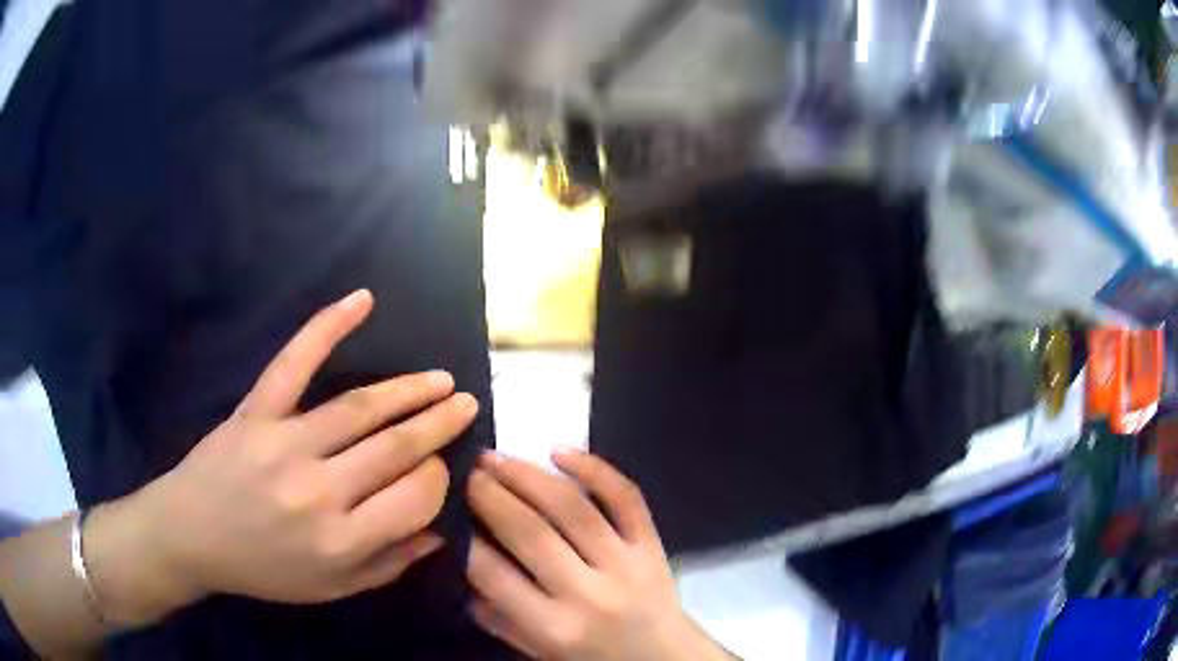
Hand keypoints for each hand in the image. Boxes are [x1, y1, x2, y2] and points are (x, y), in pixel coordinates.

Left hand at [84, 290, 477, 623]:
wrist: (190, 536)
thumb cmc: (262, 570)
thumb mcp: (330, 590)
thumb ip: (386, 565)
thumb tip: (437, 533)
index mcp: (340, 542)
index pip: (414, 498)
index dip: (437, 479)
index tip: (440, 468)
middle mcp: (318, 492)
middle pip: (394, 449)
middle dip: (438, 424)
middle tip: (465, 403)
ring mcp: (284, 444)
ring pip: (359, 408)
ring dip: (408, 389)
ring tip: (439, 379)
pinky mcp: (256, 411)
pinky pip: (294, 364)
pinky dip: (326, 327)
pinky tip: (361, 300)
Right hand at [466, 449, 735, 660]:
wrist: (666, 658)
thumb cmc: (594, 659)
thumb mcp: (538, 651)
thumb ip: (497, 616)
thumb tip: (461, 565)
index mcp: (555, 627)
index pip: (493, 574)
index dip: (463, 536)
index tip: (444, 507)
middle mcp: (590, 593)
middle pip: (531, 532)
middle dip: (489, 494)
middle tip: (465, 470)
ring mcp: (626, 563)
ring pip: (573, 507)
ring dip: (528, 476)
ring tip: (497, 457)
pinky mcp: (653, 544)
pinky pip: (627, 497)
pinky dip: (595, 468)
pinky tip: (559, 451)